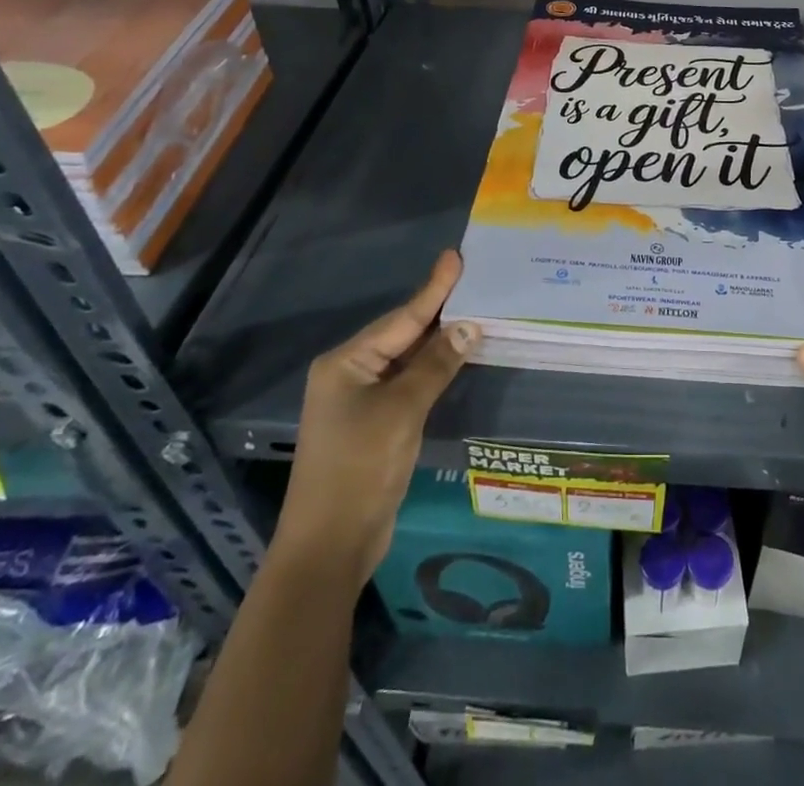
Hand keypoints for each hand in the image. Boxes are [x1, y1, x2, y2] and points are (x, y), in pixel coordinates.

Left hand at [272, 251, 478, 582]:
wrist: (330, 546)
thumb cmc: (361, 469)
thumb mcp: (402, 411)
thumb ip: (435, 365)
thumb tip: (468, 326)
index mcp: (346, 362)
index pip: (401, 318)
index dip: (433, 288)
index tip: (455, 257)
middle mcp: (350, 374)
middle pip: (402, 333)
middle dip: (438, 309)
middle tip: (473, 280)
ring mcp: (360, 400)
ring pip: (407, 359)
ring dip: (439, 340)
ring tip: (473, 309)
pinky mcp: (374, 423)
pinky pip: (408, 382)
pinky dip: (433, 368)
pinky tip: (456, 356)